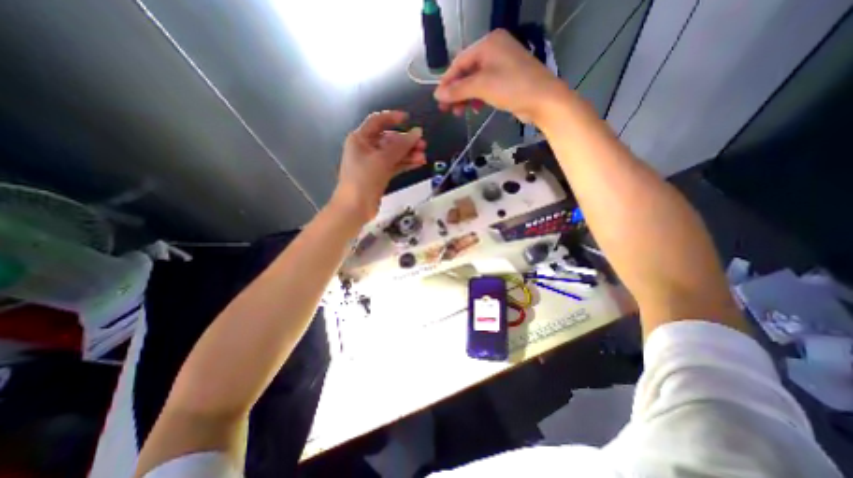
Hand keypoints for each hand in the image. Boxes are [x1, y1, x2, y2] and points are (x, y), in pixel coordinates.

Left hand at [332, 110, 426, 222]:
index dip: (393, 118)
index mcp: (360, 139)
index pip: (377, 121)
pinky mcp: (380, 175)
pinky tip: (418, 164)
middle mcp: (366, 148)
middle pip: (389, 139)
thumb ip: (401, 145)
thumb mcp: (382, 159)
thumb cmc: (364, 179)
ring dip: (408, 154)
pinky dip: (406, 164)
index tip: (409, 119)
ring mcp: (374, 163)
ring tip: (423, 157)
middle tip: (423, 145)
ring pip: (394, 154)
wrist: (355, 207)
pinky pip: (395, 165)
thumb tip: (417, 132)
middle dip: (406, 141)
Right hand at [436, 29, 567, 123]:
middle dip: (456, 92)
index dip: (447, 82)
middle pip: (467, 72)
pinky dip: (478, 98)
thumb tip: (437, 95)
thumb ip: (458, 90)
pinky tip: (475, 109)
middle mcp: (494, 50)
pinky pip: (485, 87)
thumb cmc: (512, 87)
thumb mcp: (481, 87)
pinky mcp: (507, 79)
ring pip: (475, 82)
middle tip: (447, 110)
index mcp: (488, 44)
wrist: (543, 100)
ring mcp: (501, 65)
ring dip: (466, 97)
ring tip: (459, 112)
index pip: (459, 62)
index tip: (438, 100)